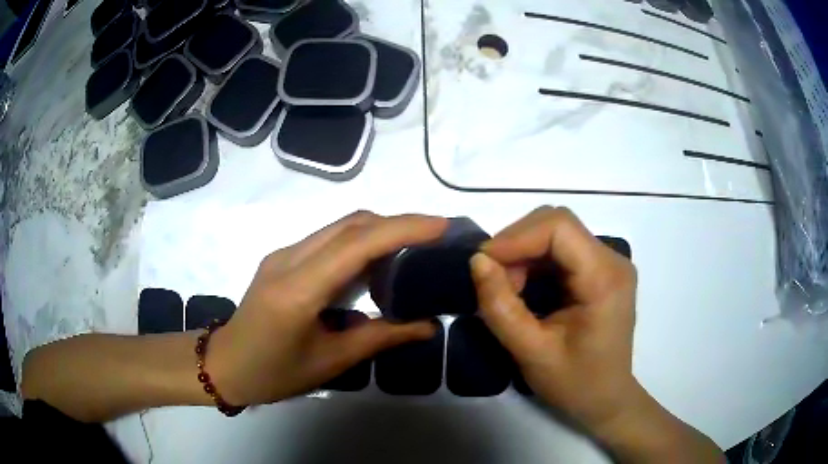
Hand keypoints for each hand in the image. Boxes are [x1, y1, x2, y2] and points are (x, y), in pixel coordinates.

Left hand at [209, 211, 447, 405]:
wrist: (224, 365)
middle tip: (436, 237)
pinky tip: (377, 262)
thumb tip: (428, 325)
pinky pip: (329, 239)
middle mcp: (289, 259)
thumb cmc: (273, 373)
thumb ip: (381, 338)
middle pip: (351, 223)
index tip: (442, 226)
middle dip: (398, 223)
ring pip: (340, 227)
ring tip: (415, 247)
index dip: (403, 228)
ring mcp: (283, 254)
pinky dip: (360, 242)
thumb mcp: (330, 361)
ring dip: (380, 230)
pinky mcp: (283, 258)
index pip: (356, 243)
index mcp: (298, 290)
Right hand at [470, 207, 722, 462]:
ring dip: (524, 253)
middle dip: (517, 245)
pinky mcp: (600, 270)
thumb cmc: (575, 384)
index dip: (516, 237)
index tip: (483, 263)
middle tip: (494, 281)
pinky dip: (534, 261)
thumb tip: (477, 262)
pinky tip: (525, 288)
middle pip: (557, 223)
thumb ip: (501, 308)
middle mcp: (612, 260)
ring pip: (556, 233)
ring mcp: (608, 263)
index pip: (559, 227)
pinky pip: (561, 249)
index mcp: (604, 278)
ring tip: (509, 290)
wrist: (607, 399)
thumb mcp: (531, 352)